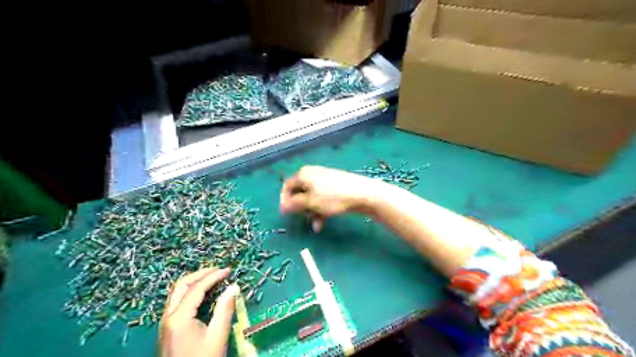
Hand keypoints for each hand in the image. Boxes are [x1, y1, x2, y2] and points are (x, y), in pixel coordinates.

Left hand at [161, 267, 239, 355]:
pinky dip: (190, 292)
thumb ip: (225, 309)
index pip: (196, 288)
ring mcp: (165, 323)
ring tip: (213, 278)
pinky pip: (177, 302)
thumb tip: (234, 287)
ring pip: (177, 293)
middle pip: (181, 285)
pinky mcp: (168, 329)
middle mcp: (168, 317)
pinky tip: (203, 294)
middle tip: (218, 270)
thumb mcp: (217, 336)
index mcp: (179, 318)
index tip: (228, 270)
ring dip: (194, 282)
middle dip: (200, 274)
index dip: (213, 276)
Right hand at [279, 165, 378, 231]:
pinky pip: (322, 198)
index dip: (285, 201)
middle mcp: (312, 174)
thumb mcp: (310, 202)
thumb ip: (294, 204)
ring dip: (311, 212)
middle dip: (301, 209)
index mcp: (304, 174)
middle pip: (300, 193)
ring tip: (317, 225)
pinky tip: (323, 222)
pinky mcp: (335, 186)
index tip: (286, 215)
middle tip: (304, 219)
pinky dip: (320, 209)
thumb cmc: (332, 198)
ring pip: (311, 198)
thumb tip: (283, 206)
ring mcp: (325, 179)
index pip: (287, 187)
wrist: (362, 194)